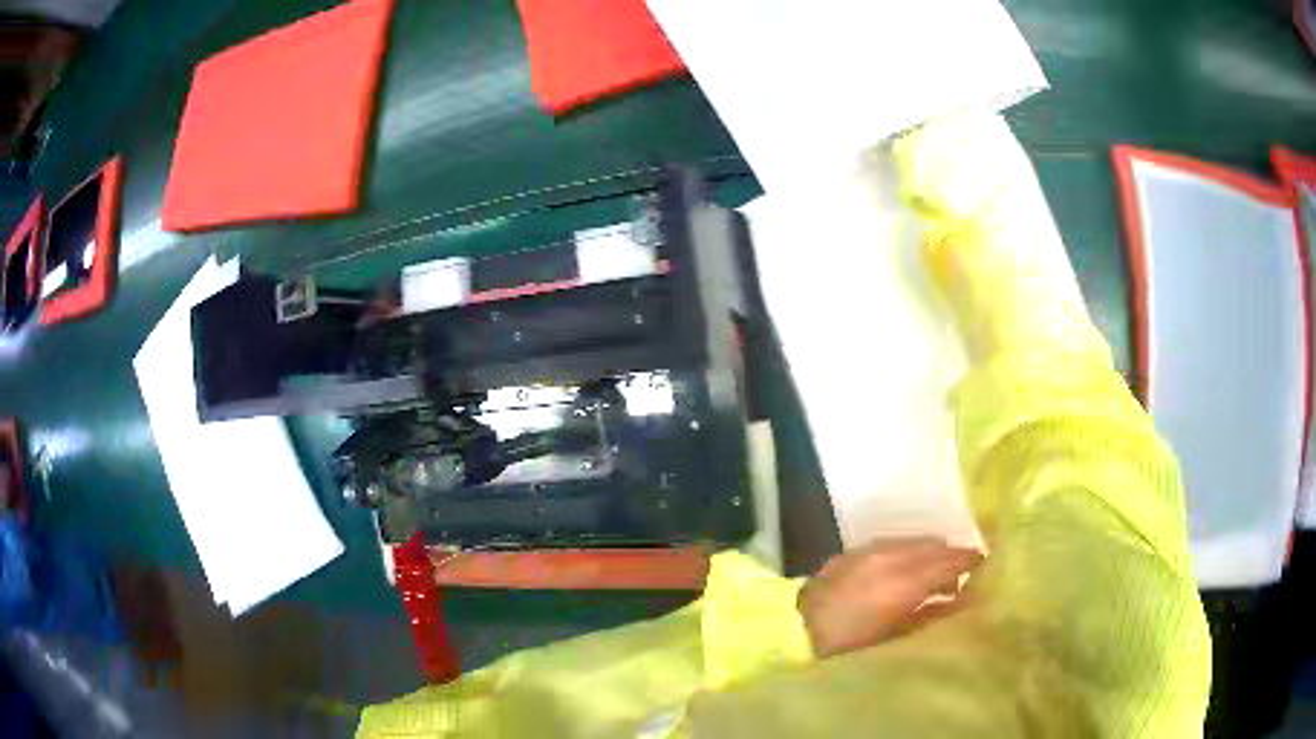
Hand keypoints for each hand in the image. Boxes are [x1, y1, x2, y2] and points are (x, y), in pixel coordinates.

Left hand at [798, 537, 982, 657]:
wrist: (794, 629)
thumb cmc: (848, 645)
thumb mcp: (897, 636)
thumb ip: (934, 614)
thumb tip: (965, 599)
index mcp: (905, 580)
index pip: (951, 561)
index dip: (971, 563)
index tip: (986, 571)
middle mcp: (892, 556)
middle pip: (936, 548)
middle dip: (953, 559)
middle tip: (965, 577)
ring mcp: (872, 549)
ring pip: (916, 544)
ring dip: (931, 556)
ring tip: (938, 578)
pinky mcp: (856, 551)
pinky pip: (894, 545)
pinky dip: (909, 554)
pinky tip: (909, 572)